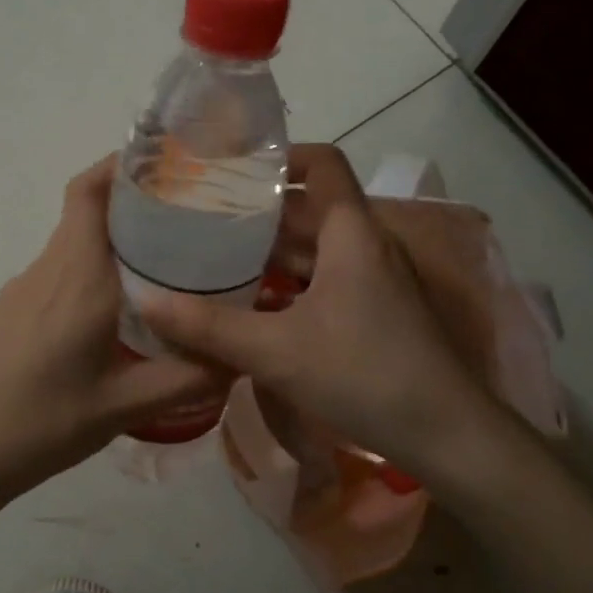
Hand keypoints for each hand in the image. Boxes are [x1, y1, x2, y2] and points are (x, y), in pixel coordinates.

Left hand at [0, 156, 225, 508]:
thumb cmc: (38, 426)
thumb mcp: (122, 407)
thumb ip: (186, 379)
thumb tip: (239, 356)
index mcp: (77, 277)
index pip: (90, 192)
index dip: (121, 163)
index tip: (168, 162)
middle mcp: (48, 270)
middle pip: (88, 212)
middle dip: (135, 204)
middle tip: (190, 221)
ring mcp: (22, 290)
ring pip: (74, 245)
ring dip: (115, 242)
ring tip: (166, 268)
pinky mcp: (9, 312)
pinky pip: (59, 273)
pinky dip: (92, 272)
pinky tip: (117, 315)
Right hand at [142, 146, 497, 477]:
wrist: (449, 435)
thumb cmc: (365, 375)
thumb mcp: (277, 351)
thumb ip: (209, 327)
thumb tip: (144, 300)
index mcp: (351, 232)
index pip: (322, 164)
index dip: (280, 157)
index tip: (231, 169)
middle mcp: (366, 244)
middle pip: (310, 207)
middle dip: (257, 211)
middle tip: (202, 217)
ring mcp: (375, 279)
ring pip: (316, 247)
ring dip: (270, 252)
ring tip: (215, 258)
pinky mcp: (377, 311)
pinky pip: (325, 279)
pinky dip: (289, 283)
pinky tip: (253, 305)